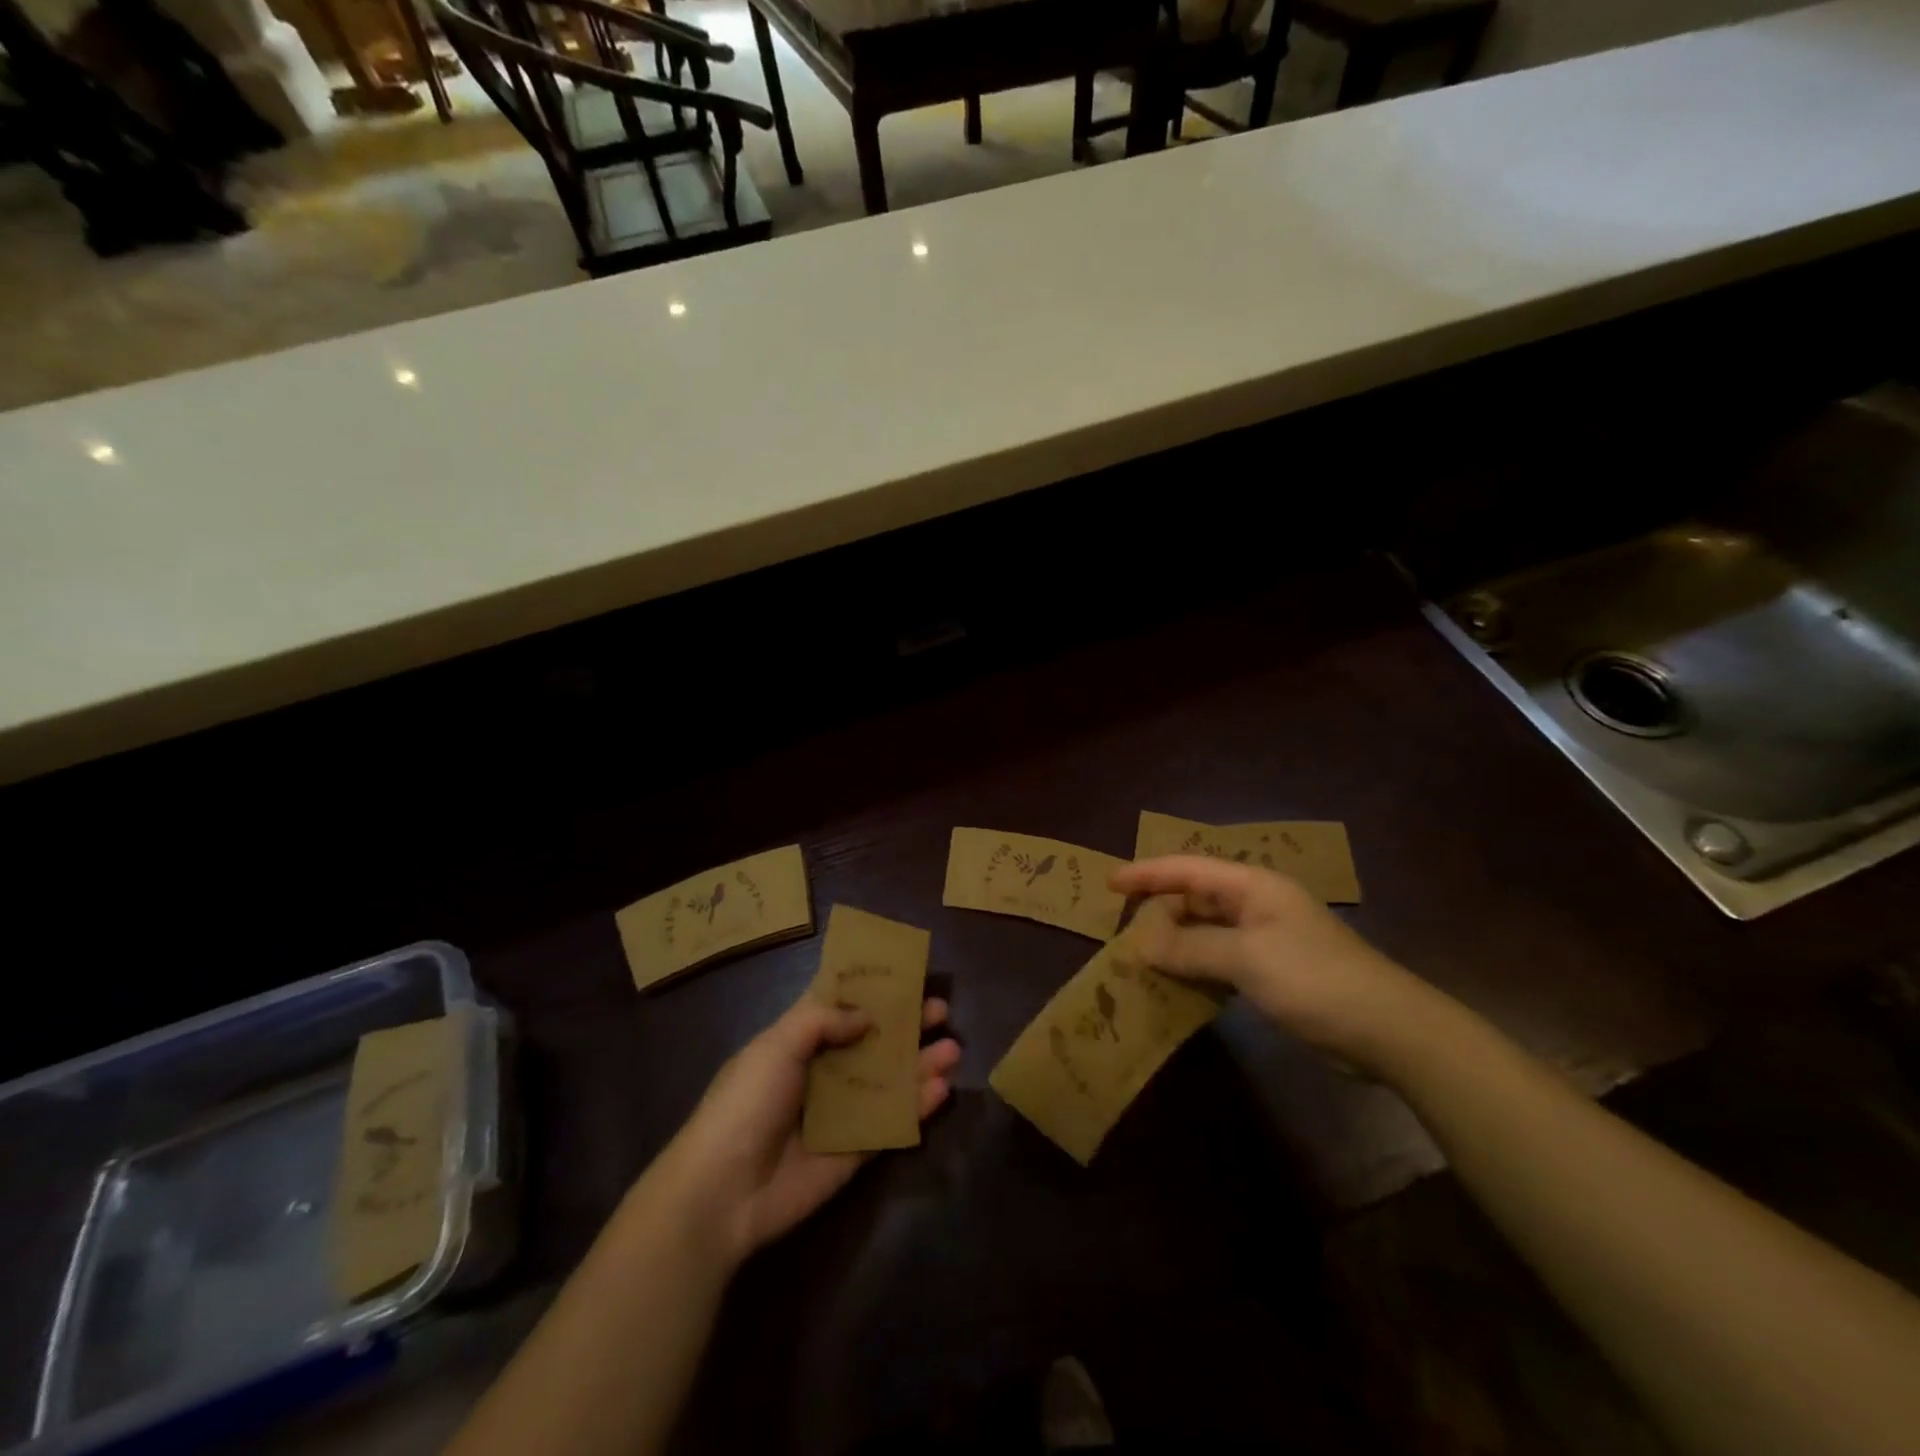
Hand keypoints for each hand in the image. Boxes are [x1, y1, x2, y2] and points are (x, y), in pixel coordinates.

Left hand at [648, 995, 960, 1266]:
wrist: (723, 1192)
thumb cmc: (747, 1103)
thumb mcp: (778, 1044)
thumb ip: (824, 1020)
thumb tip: (868, 1017)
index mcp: (797, 1040)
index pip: (838, 1004)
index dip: (869, 987)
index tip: (904, 971)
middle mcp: (822, 1070)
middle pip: (873, 1040)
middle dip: (906, 1024)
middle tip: (940, 1011)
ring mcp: (840, 1111)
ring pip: (889, 1080)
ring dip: (920, 1064)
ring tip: (953, 1049)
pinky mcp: (855, 1150)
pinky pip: (892, 1122)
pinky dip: (917, 1107)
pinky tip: (942, 1090)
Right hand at [1110, 856, 1438, 1072]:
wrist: (1387, 1030)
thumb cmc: (1313, 979)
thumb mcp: (1245, 958)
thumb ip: (1189, 948)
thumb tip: (1139, 944)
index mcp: (1252, 886)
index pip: (1188, 868)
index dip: (1147, 873)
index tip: (1110, 884)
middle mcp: (1256, 904)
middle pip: (1195, 897)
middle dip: (1159, 912)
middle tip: (1124, 933)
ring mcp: (1266, 938)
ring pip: (1206, 930)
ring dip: (1176, 943)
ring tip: (1141, 959)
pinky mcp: (1272, 970)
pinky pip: (1220, 958)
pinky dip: (1196, 967)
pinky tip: (1178, 984)